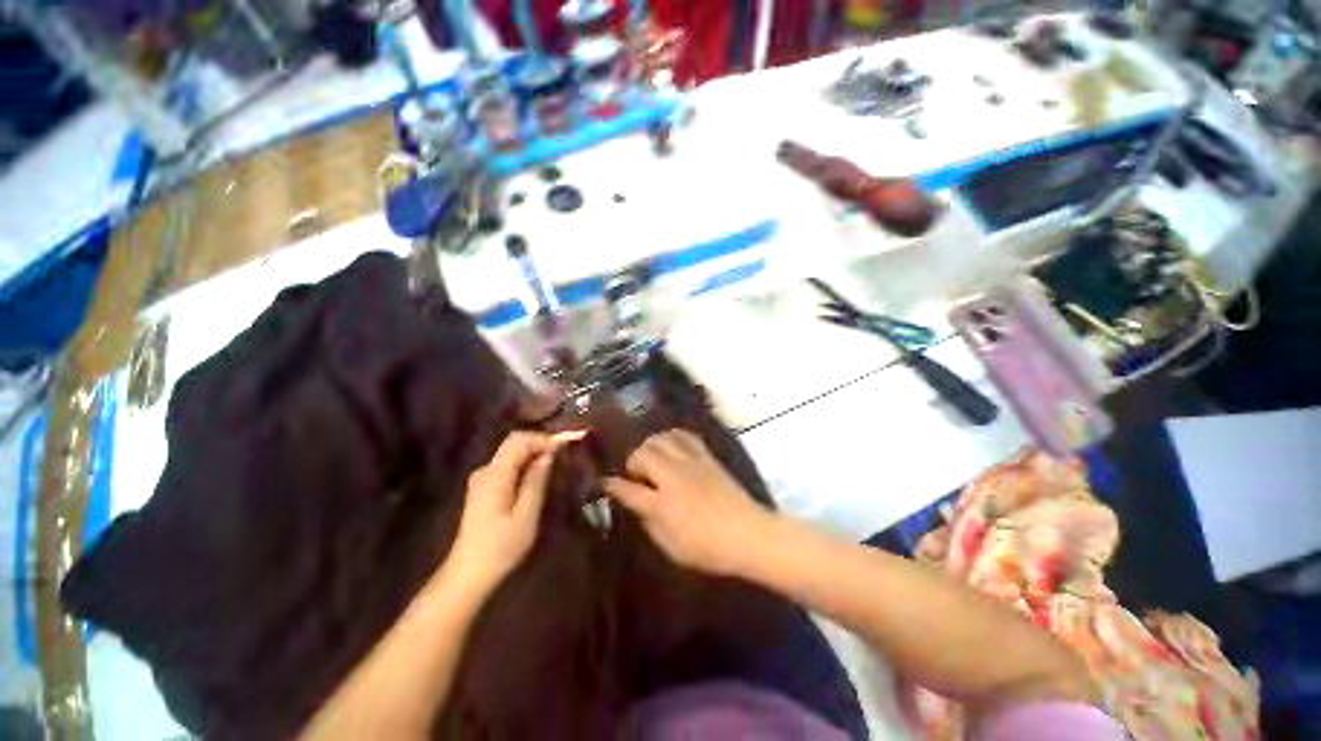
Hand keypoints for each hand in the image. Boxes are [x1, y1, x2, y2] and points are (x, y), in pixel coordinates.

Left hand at [446, 430, 582, 596]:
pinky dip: (525, 464)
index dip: (544, 439)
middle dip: (540, 443)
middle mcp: (485, 470)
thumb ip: (537, 480)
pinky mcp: (483, 489)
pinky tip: (538, 476)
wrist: (467, 576)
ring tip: (556, 464)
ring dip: (534, 453)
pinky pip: (508, 466)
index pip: (519, 440)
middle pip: (514, 443)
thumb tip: (549, 454)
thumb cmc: (501, 548)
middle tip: (563, 453)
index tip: (566, 446)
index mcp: (495, 475)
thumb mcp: (526, 515)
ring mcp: (482, 479)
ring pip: (511, 454)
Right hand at [603, 429, 772, 576]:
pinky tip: (672, 446)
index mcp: (660, 503)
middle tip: (636, 475)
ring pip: (660, 439)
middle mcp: (672, 476)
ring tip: (652, 458)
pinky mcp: (706, 456)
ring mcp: (690, 462)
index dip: (612, 485)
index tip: (605, 483)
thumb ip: (648, 521)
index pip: (627, 489)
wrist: (748, 534)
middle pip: (642, 454)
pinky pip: (684, 435)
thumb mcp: (670, 546)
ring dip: (651, 446)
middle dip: (633, 461)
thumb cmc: (707, 549)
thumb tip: (635, 504)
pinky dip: (672, 437)